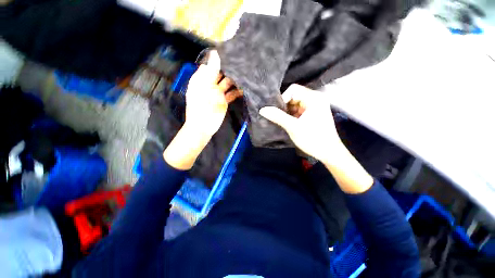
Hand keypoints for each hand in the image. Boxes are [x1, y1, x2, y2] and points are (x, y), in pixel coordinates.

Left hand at [184, 51, 241, 136]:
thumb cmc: (201, 107)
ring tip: (246, 73)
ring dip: (235, 79)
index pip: (211, 64)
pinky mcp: (224, 100)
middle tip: (242, 62)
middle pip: (220, 73)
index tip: (231, 52)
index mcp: (202, 78)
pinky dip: (237, 91)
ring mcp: (218, 92)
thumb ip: (210, 72)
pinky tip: (244, 88)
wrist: (203, 126)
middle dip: (229, 68)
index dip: (219, 58)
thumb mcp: (204, 87)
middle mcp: (210, 83)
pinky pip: (231, 93)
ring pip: (227, 83)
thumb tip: (215, 53)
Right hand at [259, 84, 342, 163]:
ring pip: (296, 103)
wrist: (328, 153)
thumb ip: (278, 117)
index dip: (283, 99)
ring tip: (284, 121)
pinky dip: (293, 115)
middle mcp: (316, 99)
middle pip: (295, 96)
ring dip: (288, 111)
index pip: (293, 90)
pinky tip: (289, 123)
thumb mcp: (293, 127)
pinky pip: (299, 109)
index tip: (278, 111)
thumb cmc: (312, 139)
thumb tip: (263, 109)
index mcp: (314, 98)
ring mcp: (315, 106)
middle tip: (279, 116)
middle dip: (285, 106)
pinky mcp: (314, 113)